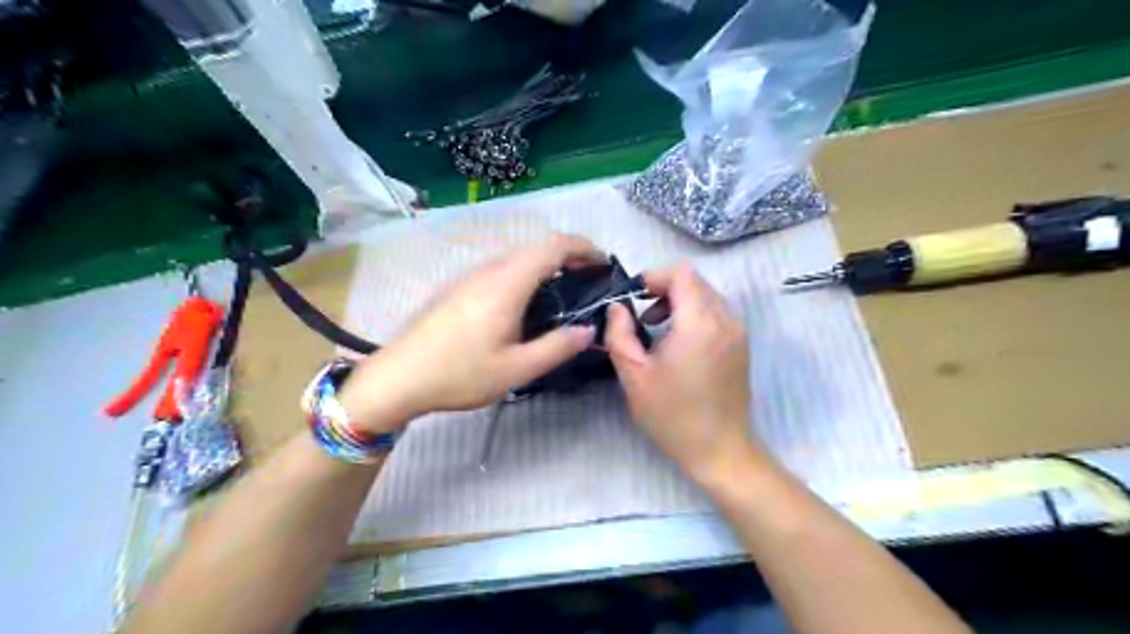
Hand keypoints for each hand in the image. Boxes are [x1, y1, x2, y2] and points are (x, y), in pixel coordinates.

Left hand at [337, 235, 599, 433]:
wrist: (397, 378)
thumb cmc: (459, 374)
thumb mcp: (516, 369)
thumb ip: (557, 347)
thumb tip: (588, 329)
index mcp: (507, 284)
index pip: (553, 246)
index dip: (583, 248)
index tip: (603, 264)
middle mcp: (488, 271)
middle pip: (536, 249)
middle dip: (568, 258)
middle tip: (588, 284)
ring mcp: (468, 277)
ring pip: (516, 259)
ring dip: (544, 267)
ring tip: (561, 296)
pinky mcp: (457, 288)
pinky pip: (499, 271)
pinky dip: (524, 276)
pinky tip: (523, 307)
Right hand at [609, 261, 758, 484]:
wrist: (720, 450)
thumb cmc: (672, 415)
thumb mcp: (633, 375)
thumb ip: (619, 333)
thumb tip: (617, 307)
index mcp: (699, 323)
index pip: (681, 273)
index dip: (654, 277)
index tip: (633, 298)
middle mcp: (725, 319)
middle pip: (695, 281)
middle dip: (664, 289)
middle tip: (639, 316)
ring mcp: (738, 332)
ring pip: (706, 295)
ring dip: (679, 302)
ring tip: (655, 329)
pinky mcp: (741, 345)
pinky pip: (716, 313)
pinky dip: (694, 314)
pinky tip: (678, 342)